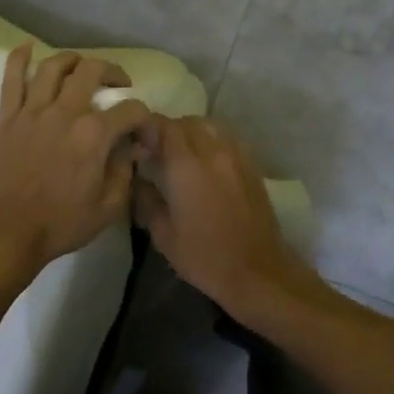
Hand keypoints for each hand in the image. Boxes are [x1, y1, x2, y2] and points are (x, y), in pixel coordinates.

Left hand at [0, 44, 151, 282]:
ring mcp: (33, 111)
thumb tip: (131, 148)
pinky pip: (11, 78)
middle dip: (112, 72)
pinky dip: (19, 58)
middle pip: (92, 71)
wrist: (6, 234)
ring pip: (54, 66)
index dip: (144, 117)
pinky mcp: (8, 118)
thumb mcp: (108, 207)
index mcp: (94, 135)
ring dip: (73, 59)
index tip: (142, 131)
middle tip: (117, 85)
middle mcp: (65, 113)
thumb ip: (124, 172)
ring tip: (81, 67)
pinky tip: (28, 48)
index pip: (131, 109)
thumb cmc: (60, 225)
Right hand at [133, 116, 303, 317]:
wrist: (257, 271)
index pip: (163, 126)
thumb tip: (137, 178)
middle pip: (187, 122)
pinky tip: (206, 163)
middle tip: (156, 149)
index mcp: (187, 165)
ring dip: (192, 132)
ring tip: (181, 154)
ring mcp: (237, 156)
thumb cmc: (205, 257)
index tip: (136, 141)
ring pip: (210, 126)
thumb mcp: (163, 234)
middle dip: (168, 129)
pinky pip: (227, 139)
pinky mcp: (252, 165)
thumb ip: (146, 199)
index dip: (147, 127)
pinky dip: (212, 141)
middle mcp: (213, 151)